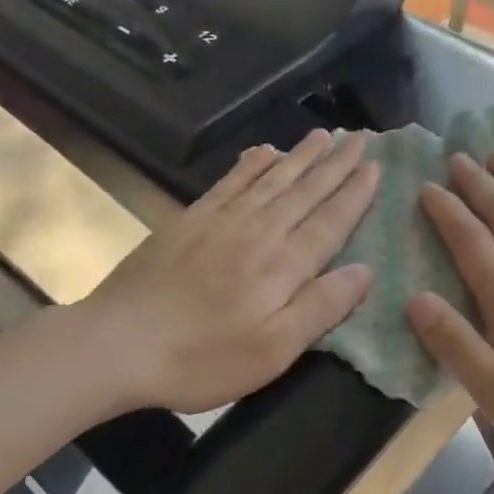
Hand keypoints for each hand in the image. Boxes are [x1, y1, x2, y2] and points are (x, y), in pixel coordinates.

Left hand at [74, 129, 377, 414]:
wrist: (118, 344)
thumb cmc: (201, 358)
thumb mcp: (273, 351)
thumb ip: (320, 307)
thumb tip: (364, 270)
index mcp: (283, 265)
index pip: (330, 221)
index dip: (355, 194)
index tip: (375, 167)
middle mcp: (258, 231)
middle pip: (304, 191)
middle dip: (335, 164)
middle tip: (359, 137)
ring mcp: (221, 221)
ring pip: (271, 179)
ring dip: (300, 156)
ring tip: (323, 134)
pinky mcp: (189, 220)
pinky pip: (230, 182)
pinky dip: (251, 164)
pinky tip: (264, 151)